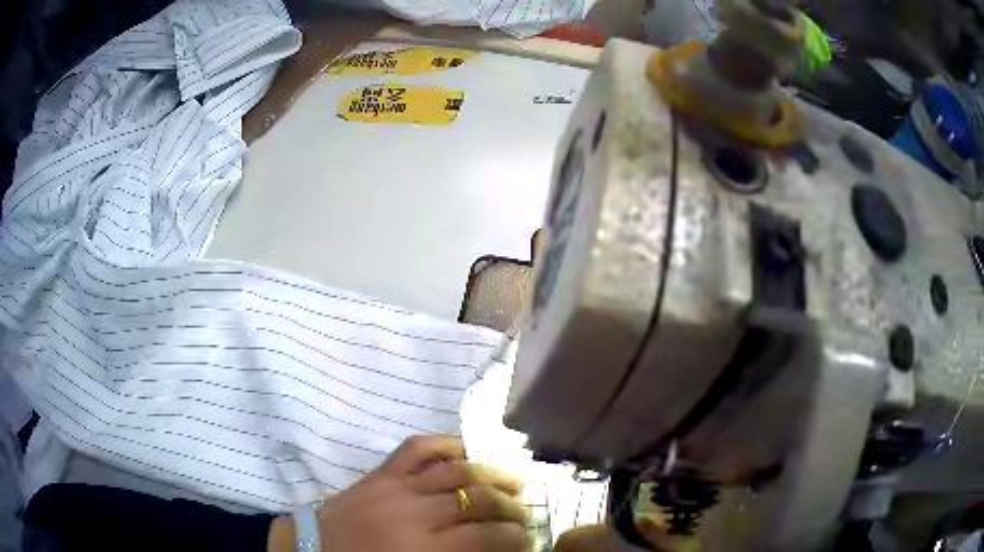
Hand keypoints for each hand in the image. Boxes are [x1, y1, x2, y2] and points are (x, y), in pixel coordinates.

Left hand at [269, 435, 530, 551]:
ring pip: (456, 470)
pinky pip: (416, 448)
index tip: (529, 540)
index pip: (487, 537)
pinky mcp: (379, 472)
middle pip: (478, 499)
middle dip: (511, 506)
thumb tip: (494, 551)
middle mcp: (415, 512)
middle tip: (525, 513)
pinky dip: (445, 444)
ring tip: (512, 480)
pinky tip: (465, 450)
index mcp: (424, 548)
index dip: (516, 538)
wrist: (314, 549)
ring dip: (491, 473)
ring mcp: (395, 486)